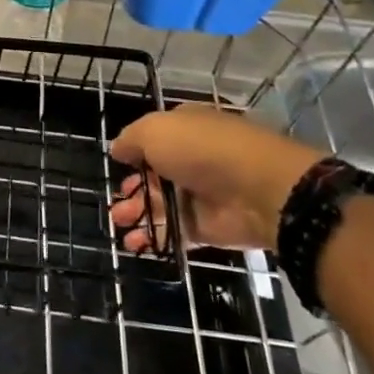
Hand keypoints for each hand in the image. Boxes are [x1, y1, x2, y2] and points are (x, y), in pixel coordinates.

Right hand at [108, 103, 321, 252]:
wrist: (258, 190)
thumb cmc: (202, 150)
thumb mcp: (155, 131)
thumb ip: (131, 140)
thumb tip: (118, 150)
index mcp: (184, 129)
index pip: (155, 140)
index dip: (135, 153)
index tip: (118, 166)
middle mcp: (193, 159)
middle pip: (156, 175)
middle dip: (133, 189)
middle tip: (115, 204)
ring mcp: (201, 195)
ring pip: (162, 205)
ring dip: (138, 214)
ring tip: (119, 224)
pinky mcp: (208, 227)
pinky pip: (175, 232)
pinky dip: (154, 237)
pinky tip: (134, 244)